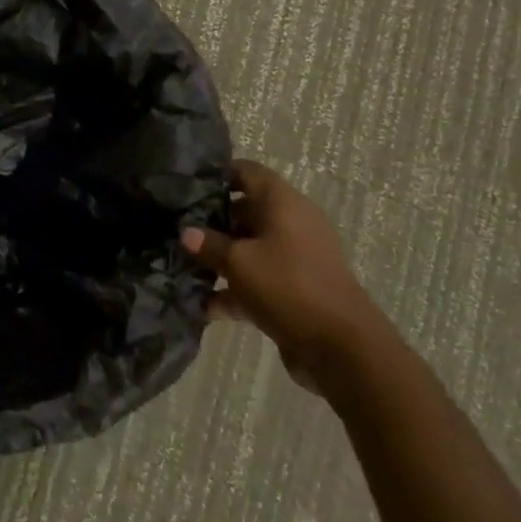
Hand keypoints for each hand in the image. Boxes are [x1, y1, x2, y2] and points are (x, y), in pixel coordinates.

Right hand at [181, 160, 386, 395]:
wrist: (342, 349)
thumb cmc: (288, 286)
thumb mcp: (238, 262)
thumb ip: (208, 244)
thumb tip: (187, 232)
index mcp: (284, 204)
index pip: (248, 172)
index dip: (218, 174)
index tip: (186, 185)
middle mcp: (292, 225)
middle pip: (246, 210)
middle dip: (213, 220)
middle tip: (178, 226)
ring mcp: (296, 259)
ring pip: (251, 247)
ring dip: (221, 257)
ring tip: (185, 264)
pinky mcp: (296, 290)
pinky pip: (259, 279)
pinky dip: (235, 290)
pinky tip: (204, 305)